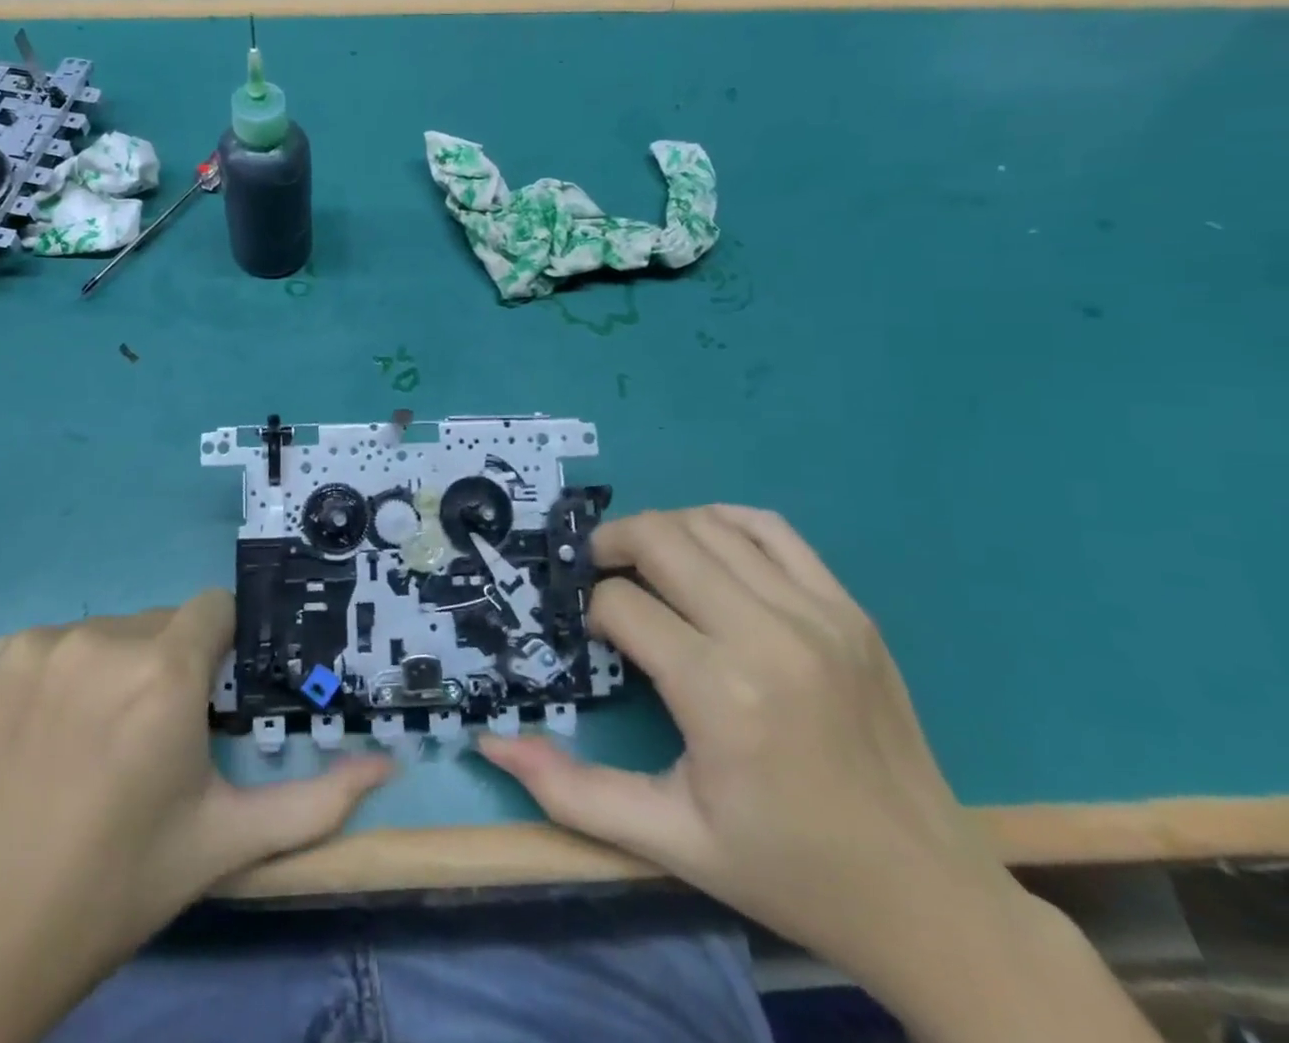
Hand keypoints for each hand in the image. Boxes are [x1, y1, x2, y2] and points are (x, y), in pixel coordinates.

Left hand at [0, 593, 389, 1042]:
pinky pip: (34, 647)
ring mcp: (29, 645)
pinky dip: (42, 680)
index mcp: (164, 673)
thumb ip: (315, 802)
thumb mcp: (223, 845)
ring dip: (104, 673)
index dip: (218, 651)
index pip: (214, 610)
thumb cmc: (113, 890)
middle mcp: (98, 639)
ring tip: (83, 748)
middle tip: (143, 742)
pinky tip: (28, 741)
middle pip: (156, 624)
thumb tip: (388, 766)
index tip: (203, 701)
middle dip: (164, 667)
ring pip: (97, 634)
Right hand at [483, 504, 1001, 972]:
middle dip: (611, 546)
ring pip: (709, 524)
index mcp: (721, 695)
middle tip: (596, 575)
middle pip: (660, 539)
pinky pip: (771, 529)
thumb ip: (571, 791)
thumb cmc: (789, 871)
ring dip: (660, 532)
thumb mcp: (669, 840)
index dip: (590, 611)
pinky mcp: (849, 610)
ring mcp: (818, 615)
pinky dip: (722, 522)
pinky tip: (705, 551)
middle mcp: (768, 636)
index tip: (593, 640)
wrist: (932, 899)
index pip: (622, 605)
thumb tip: (490, 744)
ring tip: (644, 565)